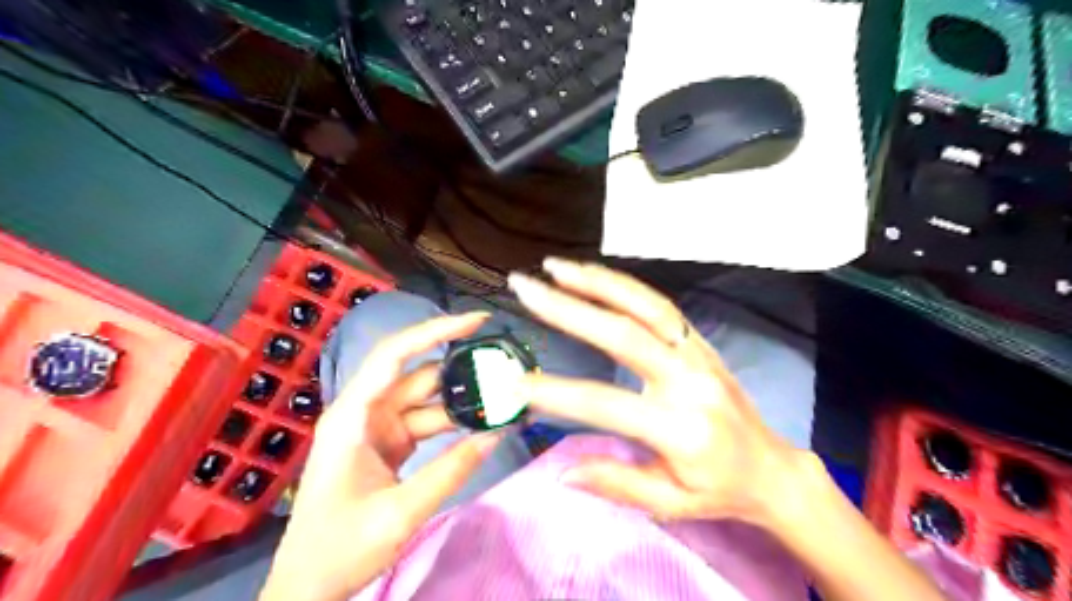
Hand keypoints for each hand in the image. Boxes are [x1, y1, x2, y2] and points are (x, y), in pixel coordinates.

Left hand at [264, 312, 507, 599]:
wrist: (309, 587)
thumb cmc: (339, 549)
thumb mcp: (399, 513)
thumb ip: (450, 472)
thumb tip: (495, 435)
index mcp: (352, 416)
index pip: (395, 355)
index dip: (434, 331)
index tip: (475, 321)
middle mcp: (364, 412)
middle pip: (417, 375)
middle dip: (460, 369)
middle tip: (504, 367)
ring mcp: (377, 428)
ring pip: (426, 400)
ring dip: (462, 400)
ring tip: (503, 398)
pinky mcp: (388, 444)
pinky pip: (425, 422)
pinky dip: (453, 422)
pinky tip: (481, 424)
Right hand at [508, 259, 809, 526]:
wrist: (773, 468)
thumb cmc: (719, 490)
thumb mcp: (669, 503)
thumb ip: (616, 483)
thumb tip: (563, 472)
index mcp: (682, 429)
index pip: (606, 404)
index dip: (557, 393)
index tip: (515, 382)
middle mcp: (690, 381)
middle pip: (624, 335)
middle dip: (568, 309)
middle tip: (525, 288)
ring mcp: (697, 354)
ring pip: (646, 306)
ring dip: (597, 282)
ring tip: (554, 266)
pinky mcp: (700, 341)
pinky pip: (659, 305)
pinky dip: (622, 285)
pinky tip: (592, 275)